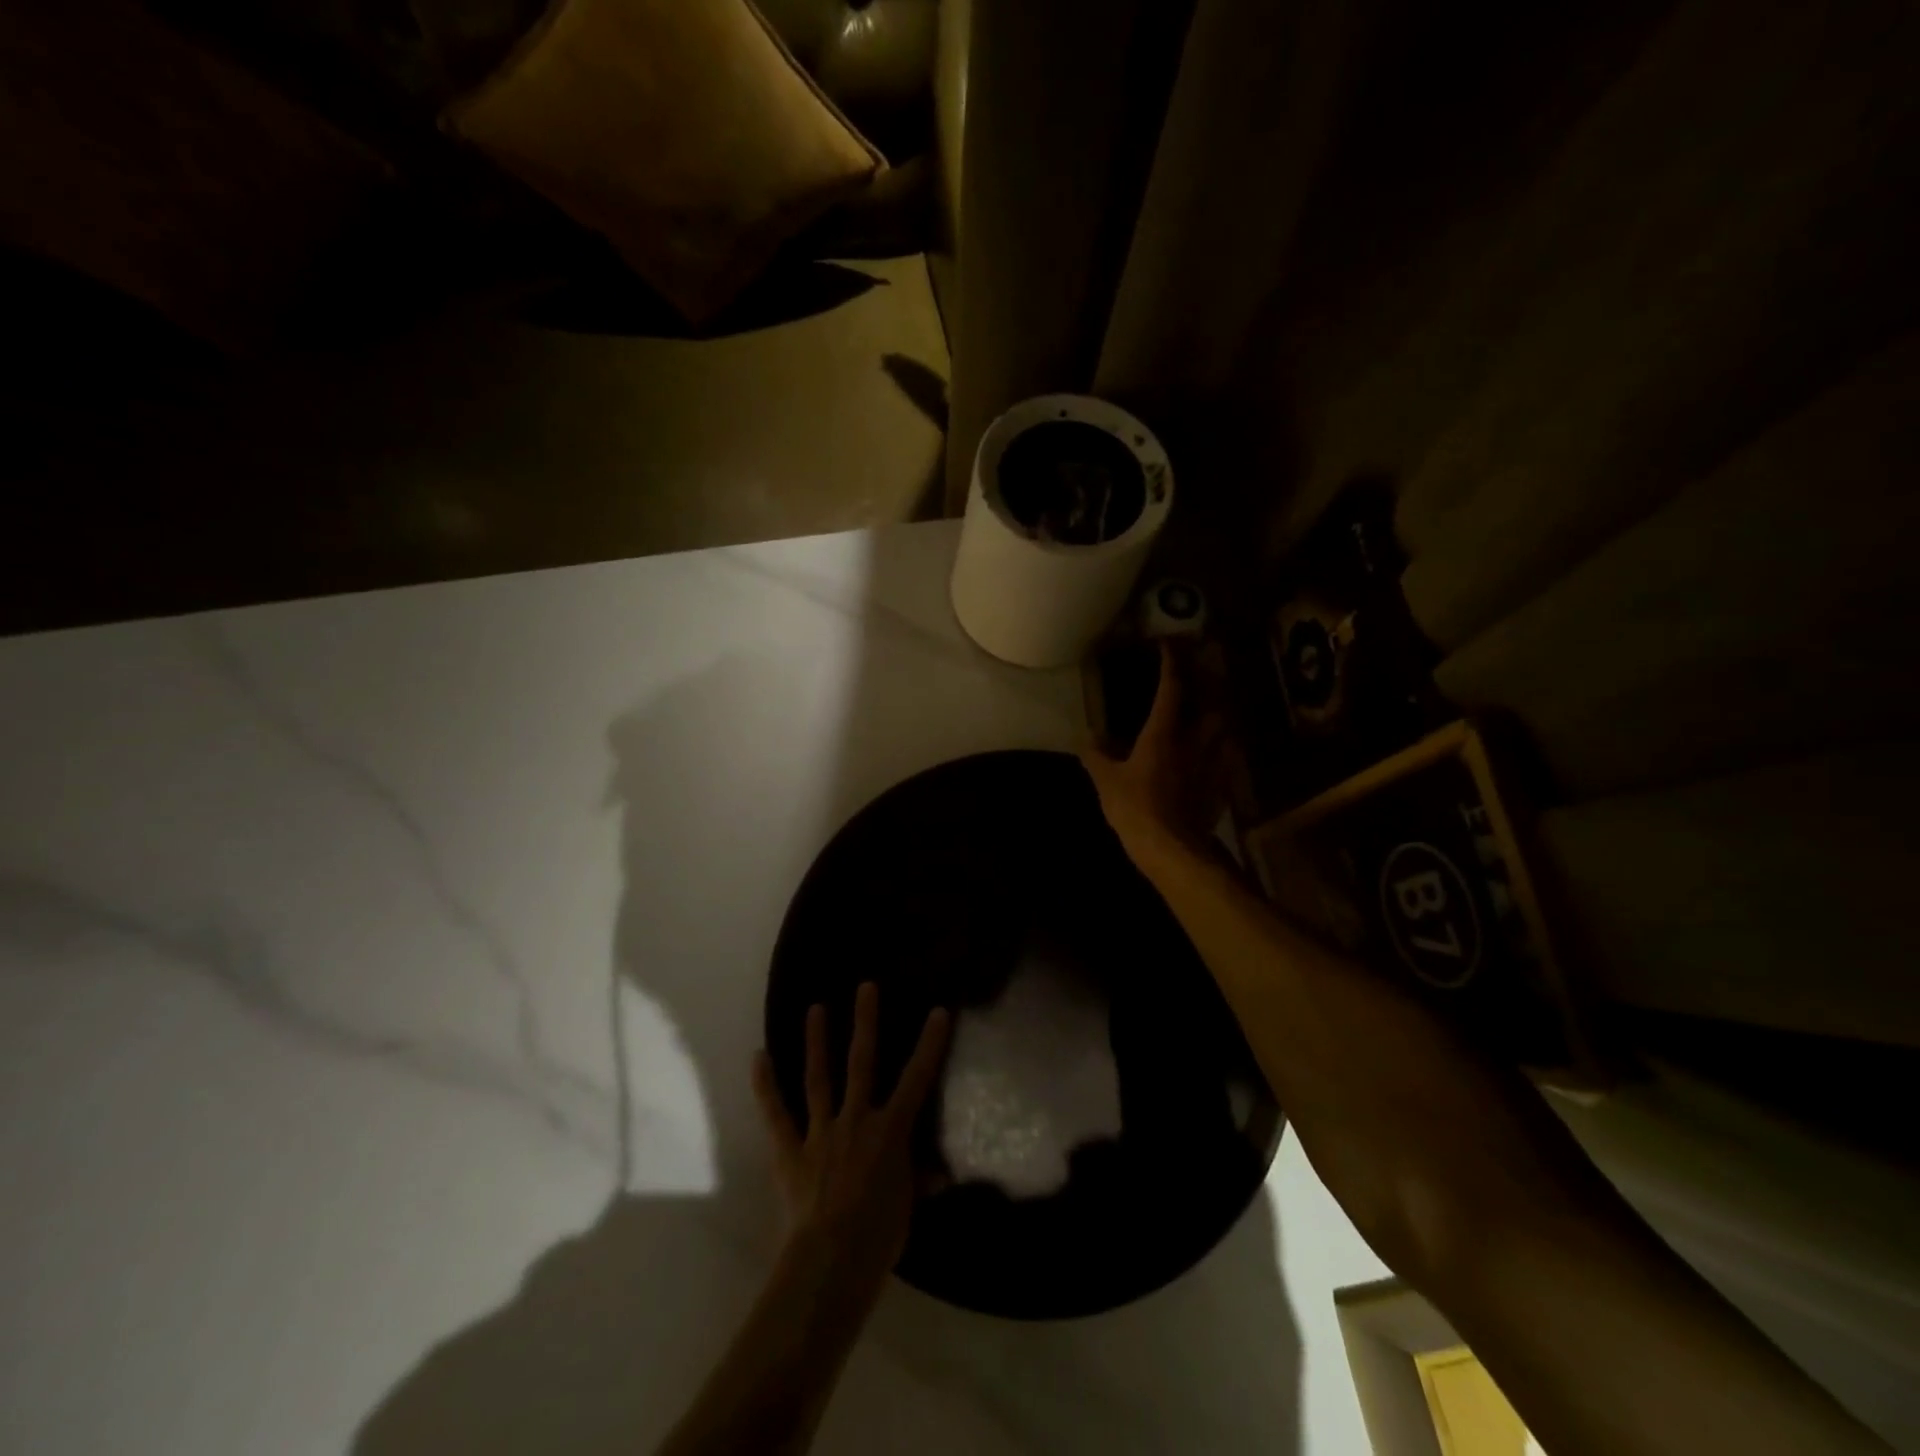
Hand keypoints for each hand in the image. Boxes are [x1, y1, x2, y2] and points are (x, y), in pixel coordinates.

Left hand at [751, 983, 950, 1304]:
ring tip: (815, 1008)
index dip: (930, 1045)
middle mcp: (856, 1119)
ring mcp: (820, 1131)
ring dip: (817, 1042)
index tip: (938, 1011)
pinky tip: (758, 1056)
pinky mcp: (790, 1150)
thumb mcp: (908, 1207)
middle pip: (862, 1063)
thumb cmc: (880, 1236)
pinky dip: (765, 1086)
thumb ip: (920, 1182)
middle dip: (865, 1023)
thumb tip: (941, 1175)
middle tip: (865, 986)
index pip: (917, 1080)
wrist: (831, 1263)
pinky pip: (776, 1114)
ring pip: (819, 1078)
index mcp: (890, 1131)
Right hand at [1081, 642, 1224, 867]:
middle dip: (1209, 681)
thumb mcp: (1106, 781)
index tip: (1169, 645)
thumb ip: (1097, 756)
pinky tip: (1219, 751)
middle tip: (1205, 669)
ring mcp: (1212, 764)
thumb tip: (1086, 736)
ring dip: (1220, 712)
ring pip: (1224, 728)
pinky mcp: (1221, 786)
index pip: (1171, 690)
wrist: (1174, 848)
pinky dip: (1223, 747)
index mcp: (1163, 734)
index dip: (1170, 665)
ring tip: (1214, 707)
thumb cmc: (1136, 808)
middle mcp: (1194, 741)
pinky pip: (1226, 757)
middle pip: (1210, 702)